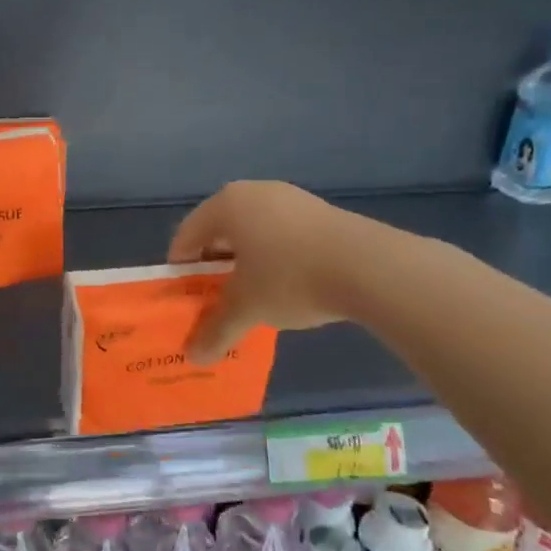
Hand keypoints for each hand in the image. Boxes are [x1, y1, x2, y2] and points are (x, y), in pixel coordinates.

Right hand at [167, 181, 400, 362]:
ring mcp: (291, 198)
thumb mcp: (247, 308)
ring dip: (245, 262)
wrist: (370, 267)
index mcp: (226, 205)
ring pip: (253, 232)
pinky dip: (274, 257)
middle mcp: (254, 192)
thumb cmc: (289, 278)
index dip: (180, 267)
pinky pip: (282, 233)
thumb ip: (216, 330)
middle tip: (213, 298)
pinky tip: (286, 286)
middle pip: (220, 231)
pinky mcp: (321, 212)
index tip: (183, 296)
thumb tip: (194, 357)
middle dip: (214, 266)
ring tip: (251, 296)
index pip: (187, 235)